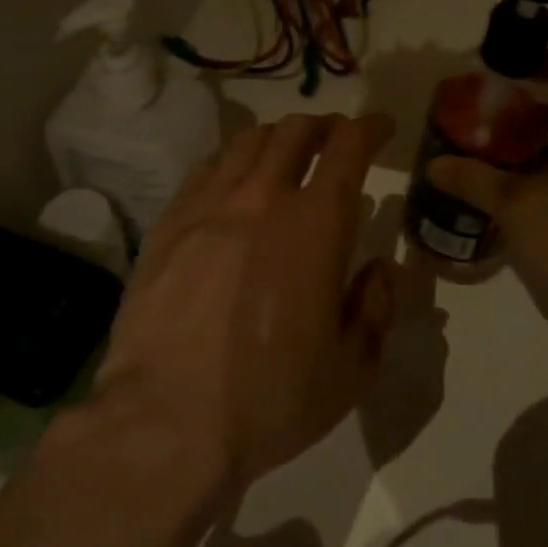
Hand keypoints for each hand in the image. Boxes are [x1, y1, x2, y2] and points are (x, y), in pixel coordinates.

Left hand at [93, 113, 398, 494]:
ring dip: (277, 138)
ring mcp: (209, 204)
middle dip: (323, 126)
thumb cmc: (270, 397)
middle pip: (295, 130)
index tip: (381, 127)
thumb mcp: (350, 368)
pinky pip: (206, 167)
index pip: (348, 146)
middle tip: (334, 140)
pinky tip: (233, 181)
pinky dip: (232, 160)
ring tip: (285, 155)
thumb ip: (376, 307)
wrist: (166, 421)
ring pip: (248, 141)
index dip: (370, 127)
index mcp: (316, 224)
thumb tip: (381, 270)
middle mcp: (263, 197)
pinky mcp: (169, 222)